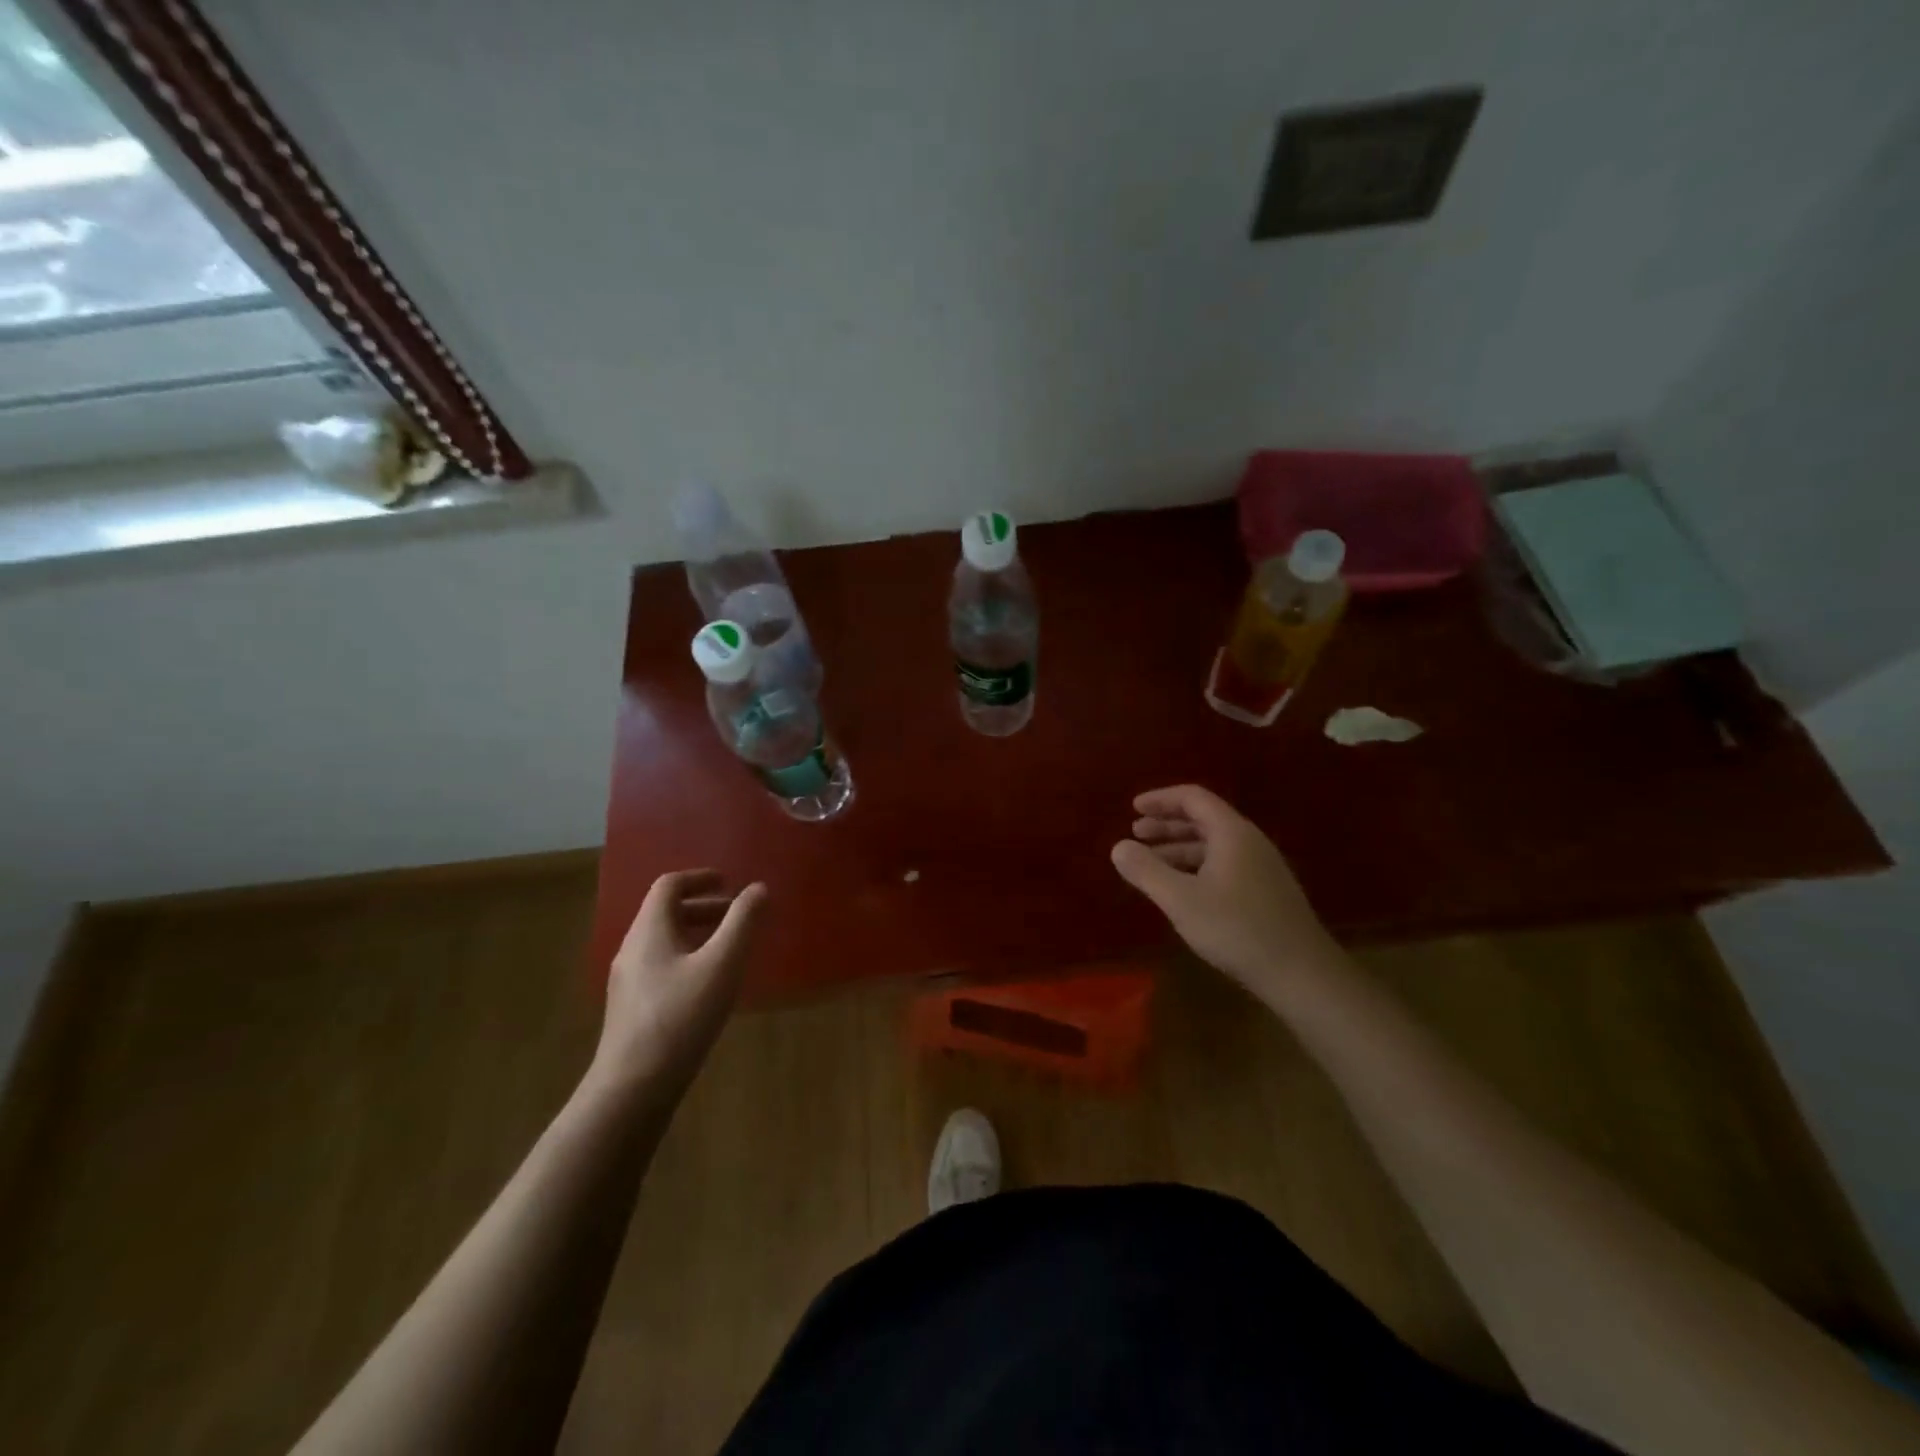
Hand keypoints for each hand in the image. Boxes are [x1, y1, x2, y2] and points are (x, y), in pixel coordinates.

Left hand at [591, 870, 767, 1101]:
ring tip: (730, 949)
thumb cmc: (680, 1018)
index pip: (669, 885)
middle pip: (666, 913)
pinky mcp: (632, 1009)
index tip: (729, 882)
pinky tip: (710, 986)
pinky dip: (689, 958)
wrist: (632, 1089)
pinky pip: (661, 966)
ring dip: (698, 934)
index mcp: (649, 930)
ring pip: (664, 941)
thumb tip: (758, 888)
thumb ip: (742, 923)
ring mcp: (629, 981)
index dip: (700, 877)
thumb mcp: (722, 964)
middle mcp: (633, 949)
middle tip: (738, 916)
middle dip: (704, 907)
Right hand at [1111, 784, 1336, 997]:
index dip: (1161, 799)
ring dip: (1179, 848)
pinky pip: (1224, 865)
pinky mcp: (1266, 892)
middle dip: (1167, 824)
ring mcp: (1261, 868)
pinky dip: (1195, 867)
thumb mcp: (1181, 900)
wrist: (1301, 973)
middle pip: (1204, 819)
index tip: (1133, 808)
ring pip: (1213, 845)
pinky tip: (1182, 889)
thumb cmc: (1237, 929)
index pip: (1193, 798)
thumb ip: (1146, 870)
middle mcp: (1249, 842)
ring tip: (1150, 863)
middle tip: (1136, 833)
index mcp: (1232, 833)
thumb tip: (1118, 847)